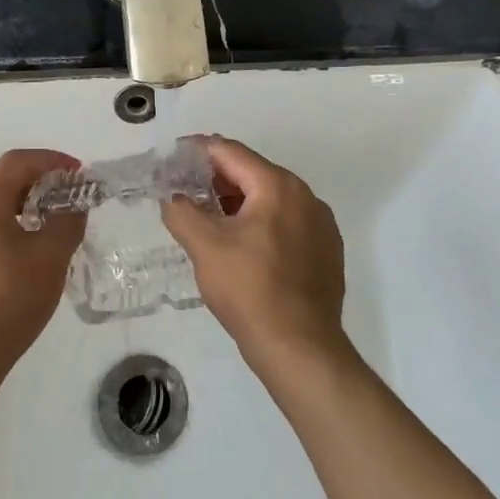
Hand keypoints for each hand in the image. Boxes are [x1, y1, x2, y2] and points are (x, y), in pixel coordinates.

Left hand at [0, 148, 85, 383]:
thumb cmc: (7, 298)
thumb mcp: (50, 256)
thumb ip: (68, 222)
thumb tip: (75, 205)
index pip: (18, 161)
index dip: (52, 161)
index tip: (79, 174)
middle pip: (3, 182)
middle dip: (40, 183)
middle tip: (71, 199)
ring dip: (26, 208)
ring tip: (55, 228)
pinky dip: (12, 230)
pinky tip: (30, 258)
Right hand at [159, 135, 348, 376]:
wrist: (300, 348)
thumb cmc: (250, 289)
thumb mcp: (205, 246)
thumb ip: (182, 211)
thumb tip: (173, 197)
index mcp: (278, 185)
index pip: (231, 152)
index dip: (198, 150)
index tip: (173, 157)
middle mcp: (306, 196)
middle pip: (253, 173)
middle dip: (217, 178)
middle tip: (185, 190)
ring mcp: (321, 224)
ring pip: (271, 199)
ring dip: (239, 202)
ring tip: (209, 219)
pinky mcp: (327, 251)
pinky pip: (287, 223)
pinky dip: (261, 223)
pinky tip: (243, 247)